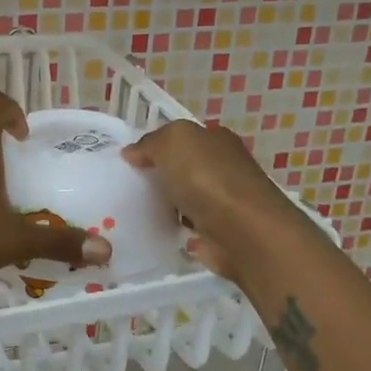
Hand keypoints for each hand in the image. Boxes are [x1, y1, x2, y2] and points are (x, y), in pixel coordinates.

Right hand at [122, 120, 293, 278]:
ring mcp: (223, 201)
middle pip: (183, 167)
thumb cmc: (207, 179)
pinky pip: (189, 226)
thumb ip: (150, 143)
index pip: (182, 138)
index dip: (156, 146)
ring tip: (133, 211)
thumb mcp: (172, 142)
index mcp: (216, 140)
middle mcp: (224, 167)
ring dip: (166, 204)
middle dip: (159, 176)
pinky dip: (175, 229)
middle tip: (127, 187)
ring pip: (185, 197)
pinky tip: (155, 231)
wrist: (243, 232)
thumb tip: (133, 153)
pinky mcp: (220, 232)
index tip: (129, 162)